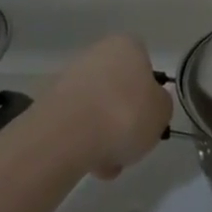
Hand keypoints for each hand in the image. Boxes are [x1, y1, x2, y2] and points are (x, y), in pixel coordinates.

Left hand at [46, 34, 172, 178]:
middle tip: (130, 145)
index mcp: (126, 46)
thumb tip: (151, 103)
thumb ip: (161, 104)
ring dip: (104, 135)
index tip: (149, 118)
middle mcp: (97, 53)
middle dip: (124, 119)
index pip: (145, 65)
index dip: (149, 94)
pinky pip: (77, 123)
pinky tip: (89, 164)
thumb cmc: (125, 115)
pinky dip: (84, 142)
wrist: (67, 135)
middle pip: (119, 88)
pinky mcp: (49, 102)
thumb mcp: (162, 112)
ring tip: (107, 165)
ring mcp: (70, 77)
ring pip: (97, 108)